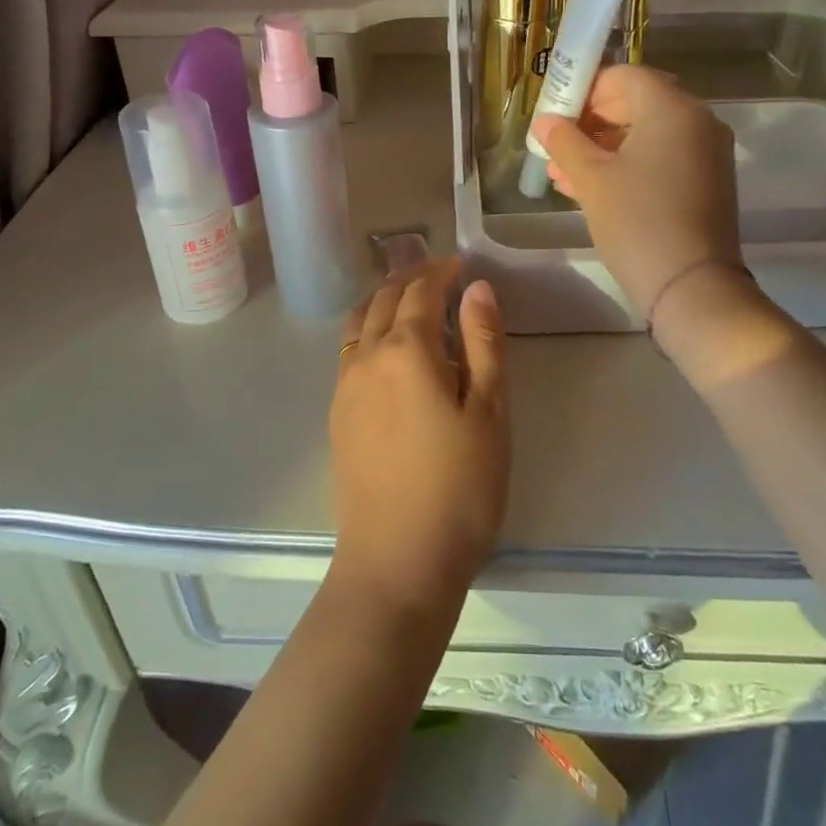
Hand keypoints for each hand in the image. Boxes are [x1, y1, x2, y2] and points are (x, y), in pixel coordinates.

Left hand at [329, 259, 508, 616]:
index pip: (420, 290)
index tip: (461, 263)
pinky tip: (388, 348)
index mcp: (407, 349)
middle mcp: (367, 356)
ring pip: (359, 321)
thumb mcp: (489, 412)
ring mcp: (345, 385)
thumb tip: (476, 288)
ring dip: (383, 299)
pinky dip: (369, 328)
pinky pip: (350, 349)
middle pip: (383, 298)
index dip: (441, 270)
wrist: (397, 562)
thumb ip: (483, 343)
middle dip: (410, 278)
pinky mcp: (337, 413)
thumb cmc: (459, 487)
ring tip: (409, 300)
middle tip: (439, 274)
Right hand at [531, 65, 741, 316]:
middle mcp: (697, 122)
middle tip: (555, 143)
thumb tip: (544, 122)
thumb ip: (564, 142)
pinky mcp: (706, 184)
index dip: (585, 88)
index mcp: (673, 109)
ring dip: (602, 147)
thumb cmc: (637, 221)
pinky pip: (660, 159)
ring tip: (560, 172)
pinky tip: (588, 188)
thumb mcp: (591, 179)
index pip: (625, 76)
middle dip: (591, 121)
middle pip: (637, 103)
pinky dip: (627, 165)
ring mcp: (705, 154)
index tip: (555, 112)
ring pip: (646, 135)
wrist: (692, 288)